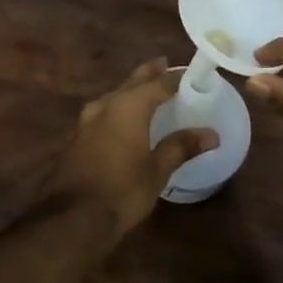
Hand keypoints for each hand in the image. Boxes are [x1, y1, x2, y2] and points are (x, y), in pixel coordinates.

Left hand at [52, 59, 217, 239]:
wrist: (71, 218)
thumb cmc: (122, 190)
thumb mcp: (157, 170)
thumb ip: (181, 147)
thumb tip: (211, 134)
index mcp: (129, 106)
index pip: (159, 83)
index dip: (176, 77)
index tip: (191, 73)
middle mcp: (106, 104)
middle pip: (133, 82)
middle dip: (150, 73)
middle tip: (164, 64)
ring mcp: (87, 119)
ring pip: (115, 95)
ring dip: (131, 90)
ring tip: (146, 90)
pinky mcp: (77, 136)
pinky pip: (103, 111)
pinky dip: (118, 108)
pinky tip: (122, 120)